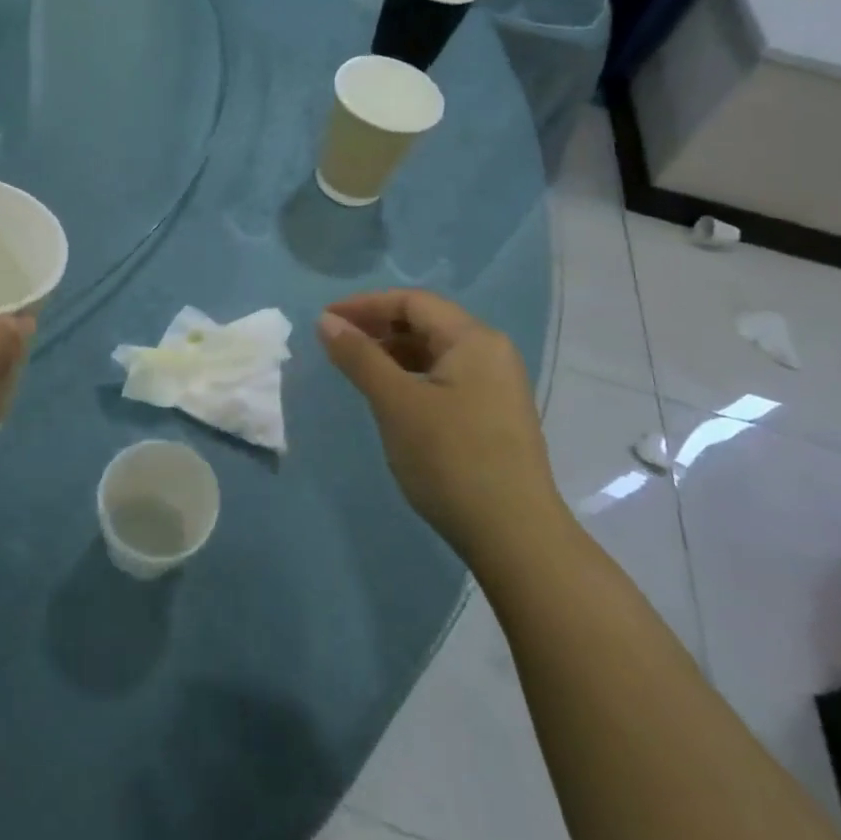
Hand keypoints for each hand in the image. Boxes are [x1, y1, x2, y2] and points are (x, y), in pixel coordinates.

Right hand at [318, 290, 565, 560]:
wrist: (515, 537)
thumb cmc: (452, 459)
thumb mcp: (396, 402)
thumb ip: (359, 356)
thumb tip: (325, 321)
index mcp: (474, 339)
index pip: (412, 301)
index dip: (365, 304)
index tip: (325, 320)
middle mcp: (491, 353)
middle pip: (425, 322)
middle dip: (377, 326)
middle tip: (335, 343)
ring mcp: (495, 386)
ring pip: (434, 352)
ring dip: (391, 352)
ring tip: (354, 368)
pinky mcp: (492, 415)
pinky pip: (443, 377)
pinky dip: (410, 376)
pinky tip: (388, 396)